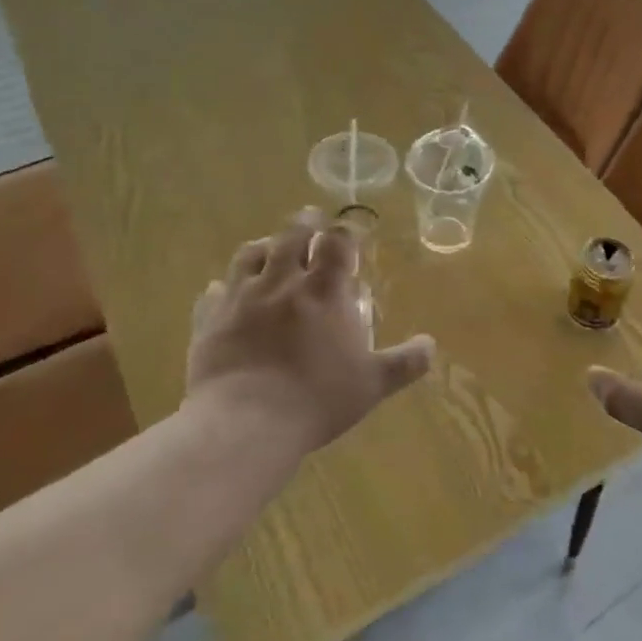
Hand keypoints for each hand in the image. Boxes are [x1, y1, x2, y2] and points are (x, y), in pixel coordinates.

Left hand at [185, 209, 434, 453]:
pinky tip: (223, 291)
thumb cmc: (317, 398)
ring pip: (249, 255)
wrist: (246, 422)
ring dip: (263, 245)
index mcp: (324, 292)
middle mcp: (282, 283)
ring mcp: (241, 298)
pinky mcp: (210, 320)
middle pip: (292, 236)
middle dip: (304, 223)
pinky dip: (222, 287)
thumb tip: (431, 345)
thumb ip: (405, 362)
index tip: (348, 231)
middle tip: (310, 218)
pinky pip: (213, 293)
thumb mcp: (373, 384)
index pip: (337, 243)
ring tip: (268, 245)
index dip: (344, 232)